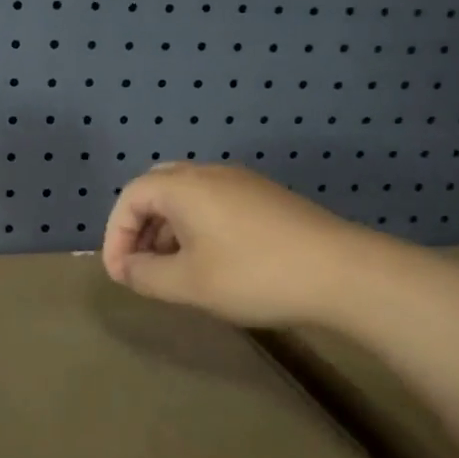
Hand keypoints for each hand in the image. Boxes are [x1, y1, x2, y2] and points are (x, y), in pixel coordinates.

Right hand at [101, 163, 360, 327]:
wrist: (342, 272)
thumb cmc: (254, 275)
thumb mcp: (189, 284)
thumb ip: (146, 276)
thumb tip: (127, 268)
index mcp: (183, 186)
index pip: (130, 198)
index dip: (115, 235)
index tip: (121, 275)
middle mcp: (209, 173)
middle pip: (156, 188)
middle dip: (140, 227)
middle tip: (141, 264)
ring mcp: (241, 181)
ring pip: (187, 196)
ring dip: (168, 228)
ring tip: (173, 269)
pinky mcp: (265, 197)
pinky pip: (214, 202)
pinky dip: (197, 226)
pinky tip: (211, 261)